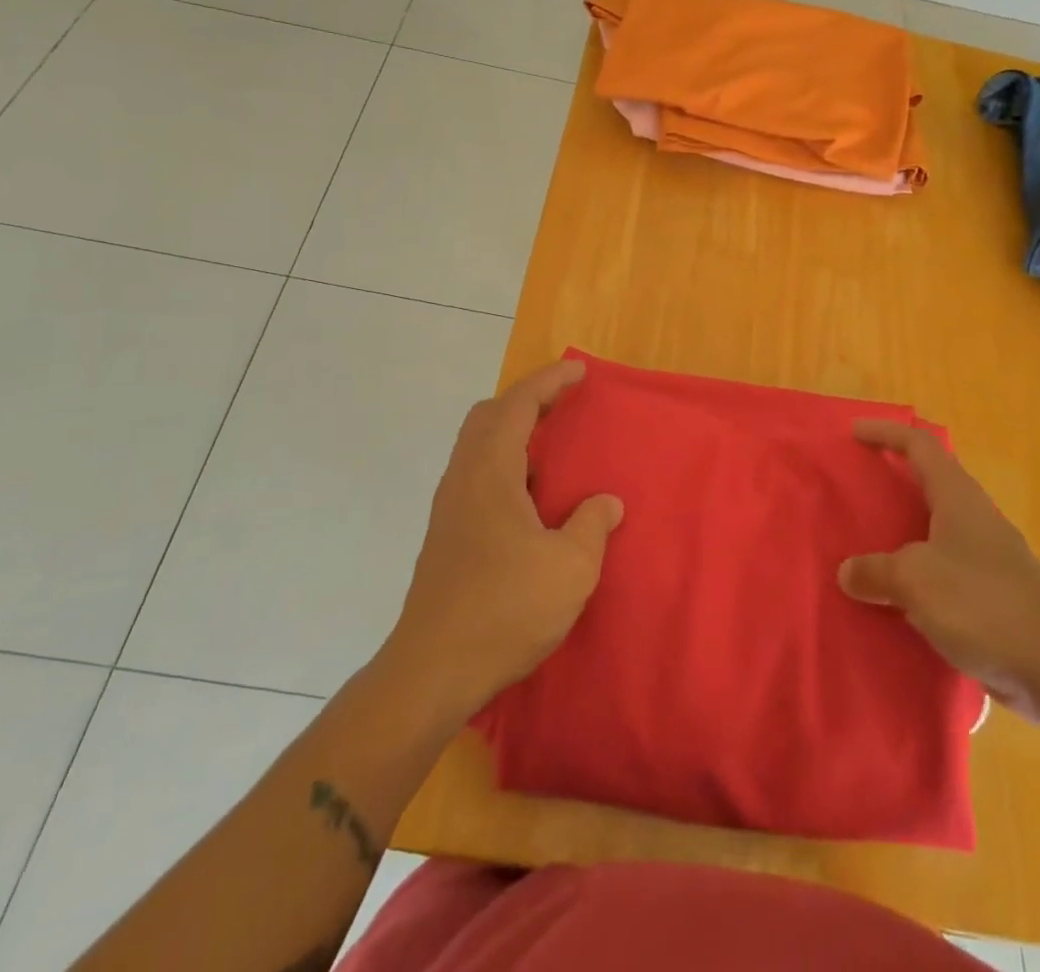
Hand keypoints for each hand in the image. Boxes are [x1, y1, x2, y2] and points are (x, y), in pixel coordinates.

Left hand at [382, 359, 623, 719]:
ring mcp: (450, 507)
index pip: (518, 405)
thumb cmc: (505, 610)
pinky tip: (531, 498)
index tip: (579, 370)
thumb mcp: (569, 568)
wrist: (433, 669)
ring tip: (553, 448)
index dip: (549, 381)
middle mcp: (463, 478)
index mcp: (490, 472)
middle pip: (488, 416)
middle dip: (527, 401)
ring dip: (513, 433)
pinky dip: (506, 464)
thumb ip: (592, 526)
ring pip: (478, 446)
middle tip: (564, 406)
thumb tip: (606, 503)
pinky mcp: (447, 534)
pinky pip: (477, 474)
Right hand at [839, 419, 1039, 720]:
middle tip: (858, 487)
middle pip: (931, 484)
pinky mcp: (995, 599)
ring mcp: (989, 561)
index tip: (853, 431)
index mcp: (958, 498)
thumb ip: (875, 571)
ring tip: (867, 546)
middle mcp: (975, 520)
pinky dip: (916, 577)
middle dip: (894, 480)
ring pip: (936, 532)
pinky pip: (943, 574)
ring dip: (902, 533)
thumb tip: (848, 572)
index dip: (886, 432)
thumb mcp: (914, 580)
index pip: (920, 446)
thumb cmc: (983, 604)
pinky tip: (896, 602)